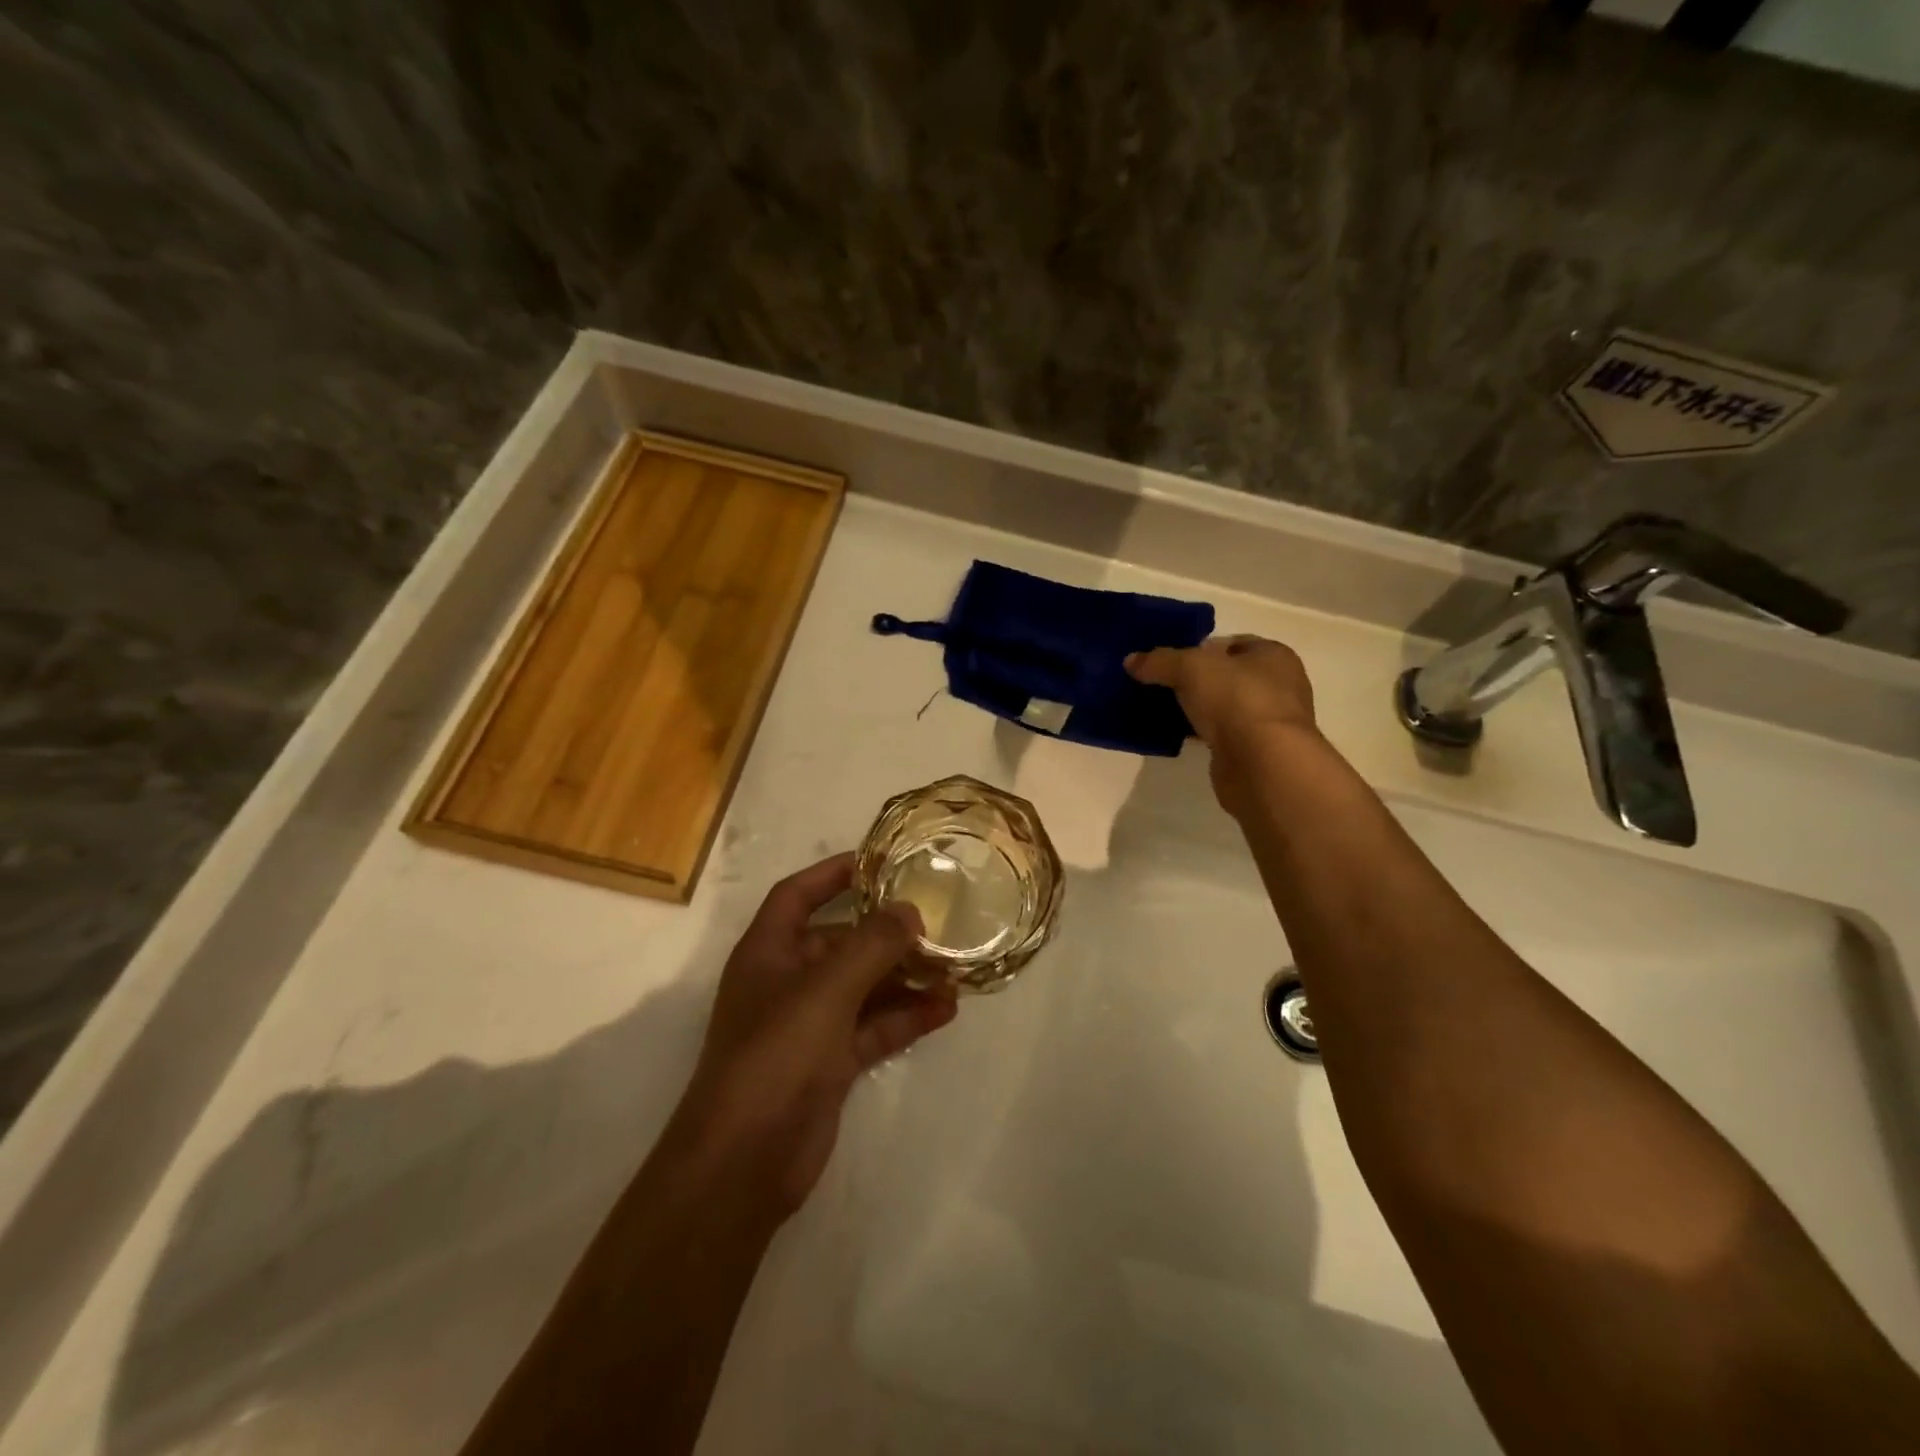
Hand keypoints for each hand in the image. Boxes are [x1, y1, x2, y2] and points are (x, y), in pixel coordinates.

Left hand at [672, 852, 958, 1219]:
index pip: (797, 895)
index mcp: (768, 952)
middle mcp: (787, 982)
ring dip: (904, 978)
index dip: (832, 874)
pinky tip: (946, 1010)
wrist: (744, 1162)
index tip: (879, 861)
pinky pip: (874, 1028)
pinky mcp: (830, 1064)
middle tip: (937, 924)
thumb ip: (872, 944)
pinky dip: (906, 1017)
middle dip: (886, 934)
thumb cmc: (776, 1055)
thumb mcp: (827, 989)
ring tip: (953, 971)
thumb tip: (910, 911)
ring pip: (864, 988)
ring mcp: (809, 1025)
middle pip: (840, 942)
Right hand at [1127, 635, 1318, 815]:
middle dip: (1194, 680)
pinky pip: (1220, 735)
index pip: (1232, 643)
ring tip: (1160, 709)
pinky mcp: (1254, 752)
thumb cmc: (1237, 700)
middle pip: (1226, 676)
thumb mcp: (1190, 668)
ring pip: (1223, 708)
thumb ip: (1160, 661)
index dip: (1199, 648)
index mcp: (1273, 655)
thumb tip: (1131, 660)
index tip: (1169, 659)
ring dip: (1196, 709)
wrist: (1263, 765)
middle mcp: (1277, 686)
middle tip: (1159, 683)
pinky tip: (1175, 735)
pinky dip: (1200, 734)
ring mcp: (1267, 722)